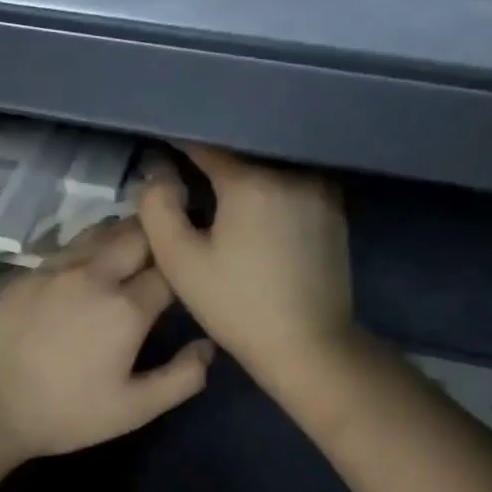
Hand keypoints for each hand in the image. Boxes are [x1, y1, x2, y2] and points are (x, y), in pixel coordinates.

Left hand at [0, 219, 213, 464]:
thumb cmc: (64, 413)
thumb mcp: (133, 409)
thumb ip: (181, 378)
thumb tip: (208, 346)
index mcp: (126, 307)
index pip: (172, 269)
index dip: (187, 267)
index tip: (193, 273)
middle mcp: (94, 274)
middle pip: (138, 233)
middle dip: (160, 235)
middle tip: (170, 246)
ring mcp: (56, 269)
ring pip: (101, 231)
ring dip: (125, 233)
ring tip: (136, 245)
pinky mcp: (28, 274)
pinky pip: (69, 245)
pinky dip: (90, 245)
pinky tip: (89, 262)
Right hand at [138, 144, 352, 378]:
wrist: (308, 345)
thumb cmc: (236, 304)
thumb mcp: (180, 261)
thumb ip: (158, 209)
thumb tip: (156, 173)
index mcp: (251, 181)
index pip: (207, 145)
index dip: (179, 149)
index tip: (162, 158)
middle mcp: (292, 173)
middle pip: (242, 155)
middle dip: (213, 165)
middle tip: (188, 188)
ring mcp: (321, 191)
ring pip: (269, 169)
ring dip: (244, 179)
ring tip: (221, 203)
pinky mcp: (335, 212)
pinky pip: (292, 187)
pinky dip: (270, 193)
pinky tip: (255, 220)